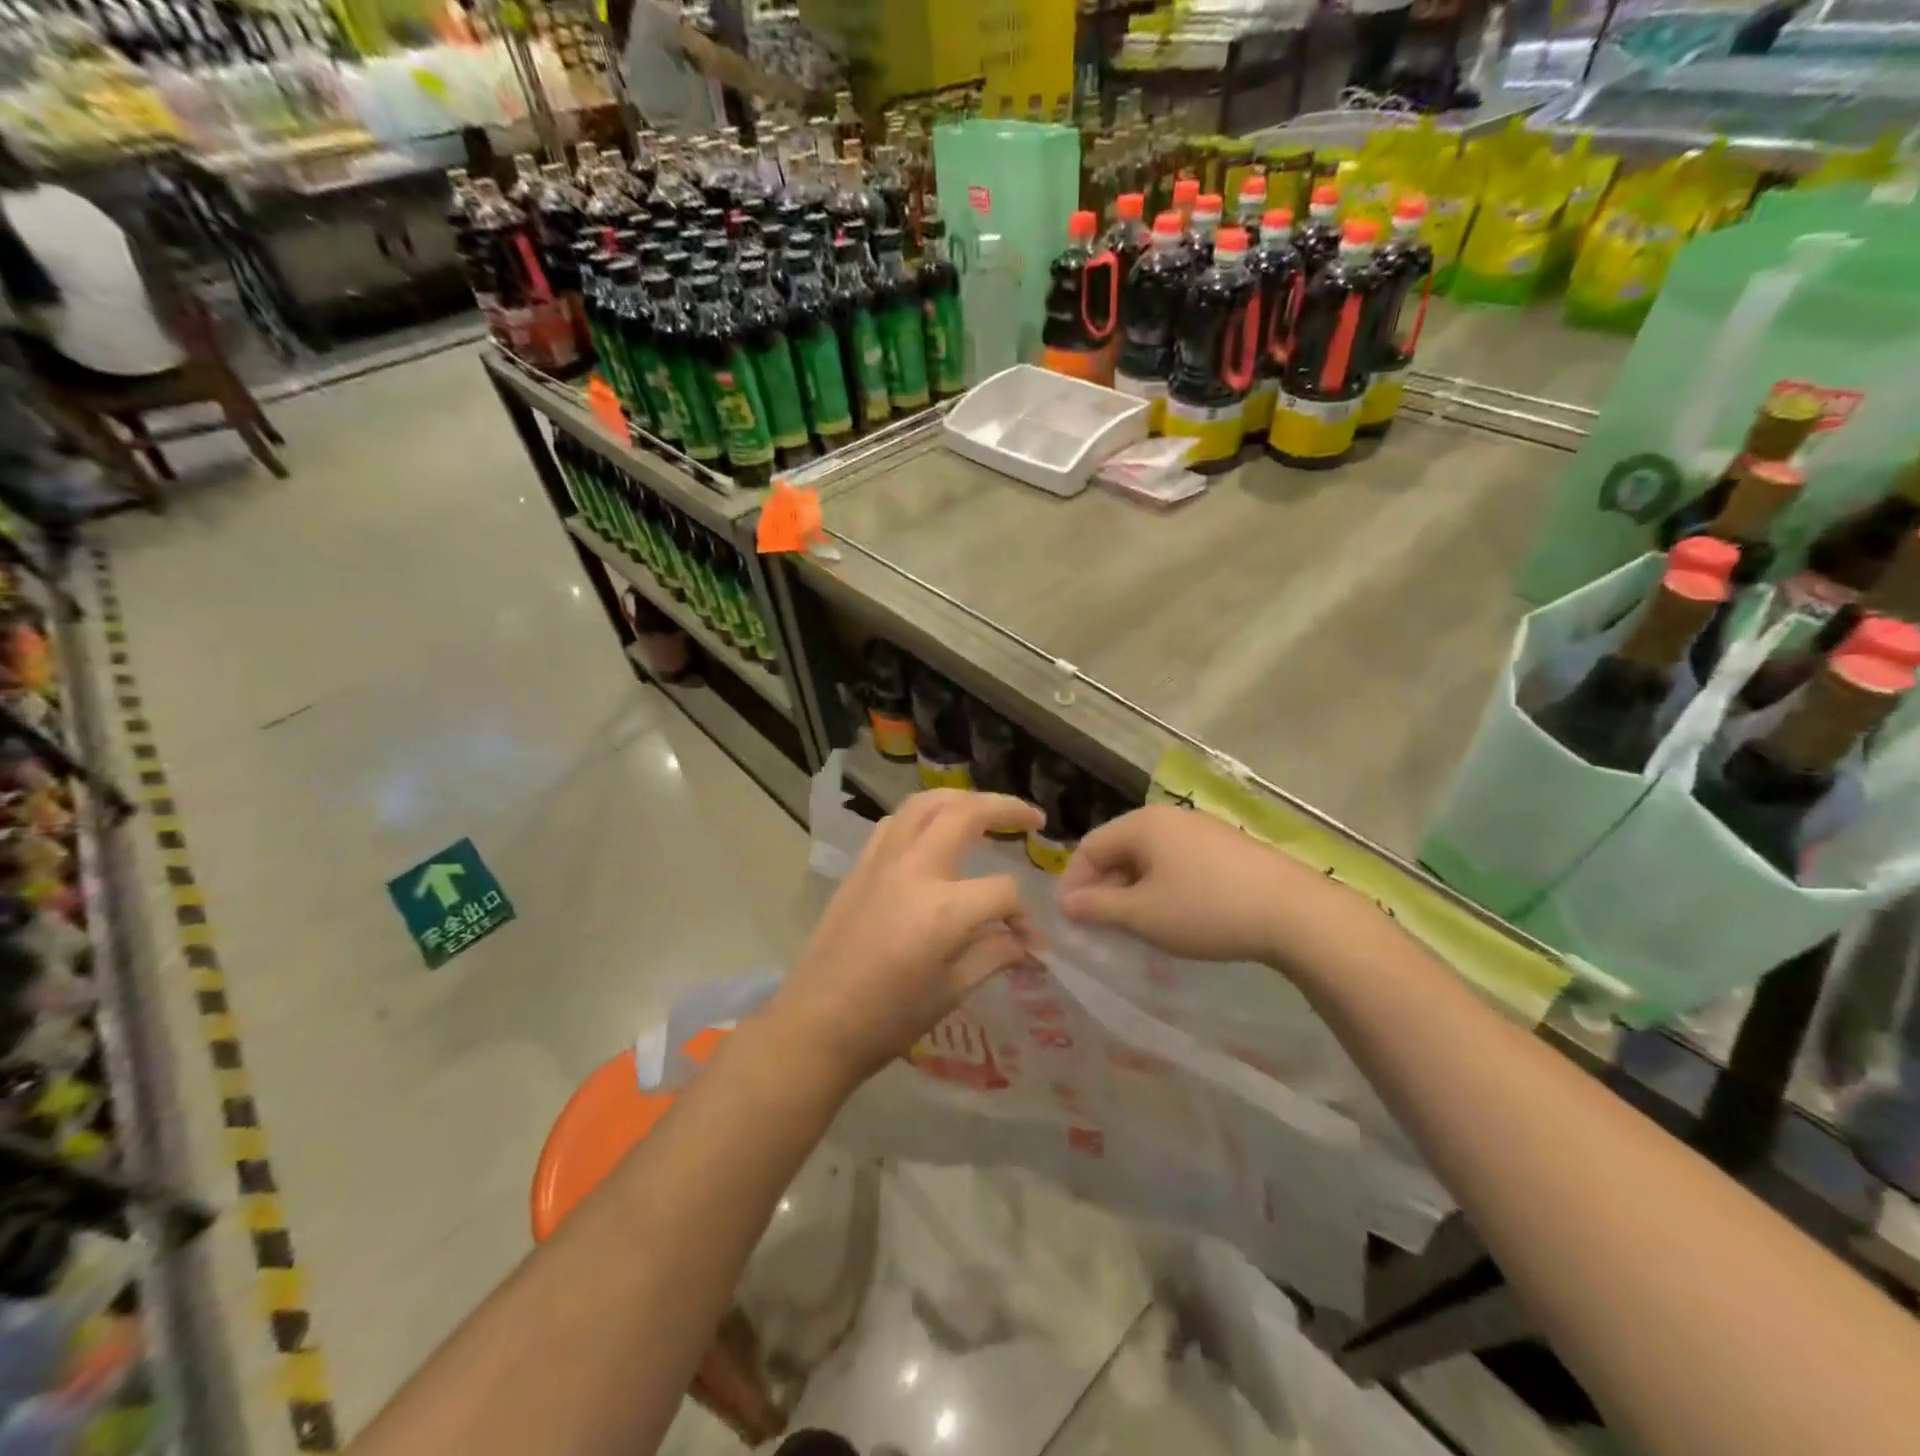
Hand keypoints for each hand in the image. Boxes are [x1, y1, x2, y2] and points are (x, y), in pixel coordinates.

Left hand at [767, 789, 1043, 1083]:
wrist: (816, 1025)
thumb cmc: (889, 1019)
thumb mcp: (953, 991)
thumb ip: (996, 954)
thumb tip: (1029, 943)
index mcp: (944, 909)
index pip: (1002, 890)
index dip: (1022, 914)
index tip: (1028, 940)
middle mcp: (914, 870)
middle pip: (966, 814)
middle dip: (1006, 808)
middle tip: (1032, 816)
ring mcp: (882, 862)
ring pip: (925, 804)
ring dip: (961, 798)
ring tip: (984, 808)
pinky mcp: (860, 867)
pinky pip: (894, 823)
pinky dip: (922, 816)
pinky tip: (933, 830)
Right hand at [1057, 805, 1342, 964]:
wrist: (1295, 913)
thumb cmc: (1206, 909)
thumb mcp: (1144, 915)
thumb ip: (1098, 907)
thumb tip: (1066, 903)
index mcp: (1142, 824)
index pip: (1090, 846)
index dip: (1074, 882)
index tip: (1072, 920)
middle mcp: (1169, 817)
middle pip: (1120, 848)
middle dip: (1105, 886)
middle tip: (1102, 925)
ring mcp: (1201, 828)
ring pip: (1150, 856)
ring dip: (1134, 888)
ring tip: (1137, 923)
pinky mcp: (1227, 846)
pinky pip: (1178, 861)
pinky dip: (1164, 885)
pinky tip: (1175, 913)